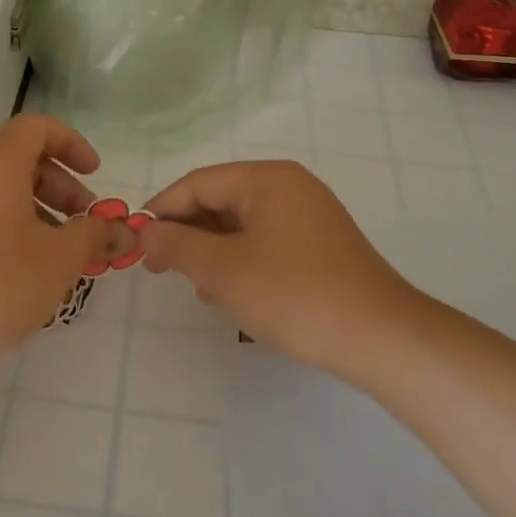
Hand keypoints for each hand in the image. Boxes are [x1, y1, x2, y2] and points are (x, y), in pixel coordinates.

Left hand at [0, 114, 111, 373]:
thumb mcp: (58, 260)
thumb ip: (94, 236)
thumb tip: (121, 229)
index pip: (37, 127)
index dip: (73, 143)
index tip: (96, 175)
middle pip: (21, 160)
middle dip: (63, 187)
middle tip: (87, 224)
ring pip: (2, 193)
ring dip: (40, 213)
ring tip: (63, 256)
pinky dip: (13, 230)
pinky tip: (27, 274)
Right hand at [141, 160, 415, 375]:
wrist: (380, 338)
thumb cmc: (294, 293)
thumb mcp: (224, 270)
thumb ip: (177, 245)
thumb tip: (143, 232)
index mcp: (267, 178)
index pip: (198, 183)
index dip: (162, 209)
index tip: (135, 241)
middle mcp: (290, 186)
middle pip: (221, 199)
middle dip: (187, 231)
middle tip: (159, 267)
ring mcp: (309, 215)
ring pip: (242, 223)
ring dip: (211, 249)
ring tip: (195, 285)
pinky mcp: (320, 245)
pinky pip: (266, 240)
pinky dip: (240, 259)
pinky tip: (229, 291)